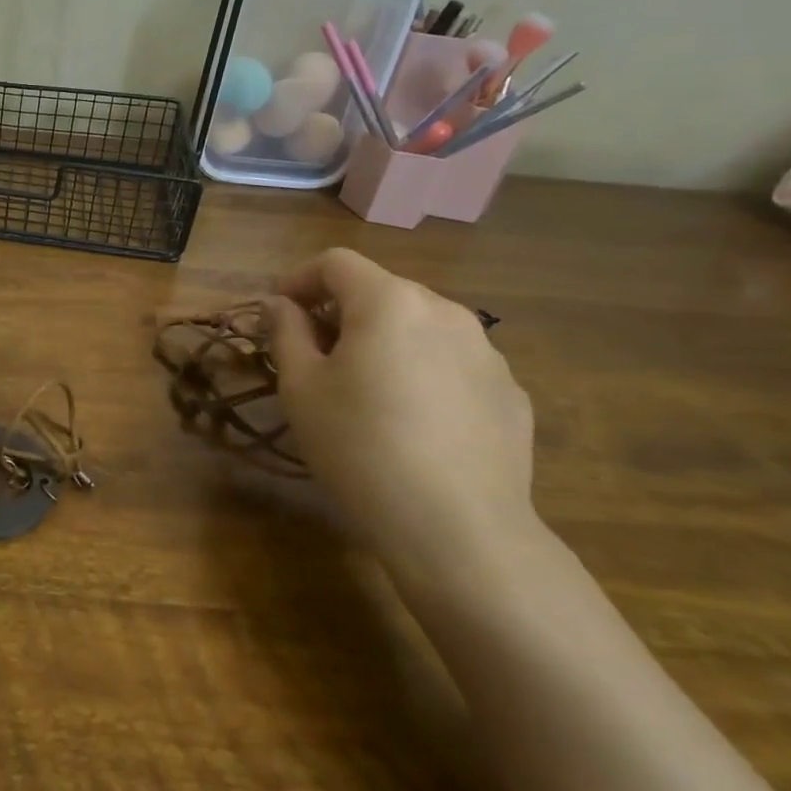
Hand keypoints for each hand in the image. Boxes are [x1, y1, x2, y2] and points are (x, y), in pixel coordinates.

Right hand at [262, 248, 539, 581]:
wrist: (458, 528)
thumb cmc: (359, 447)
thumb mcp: (301, 388)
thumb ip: (286, 332)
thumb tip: (281, 304)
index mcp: (390, 302)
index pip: (336, 262)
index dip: (299, 279)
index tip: (279, 314)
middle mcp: (446, 311)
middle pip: (382, 292)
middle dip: (342, 313)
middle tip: (316, 358)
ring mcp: (488, 352)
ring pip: (421, 328)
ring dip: (386, 342)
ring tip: (368, 393)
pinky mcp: (511, 393)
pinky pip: (454, 365)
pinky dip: (425, 374)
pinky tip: (415, 425)